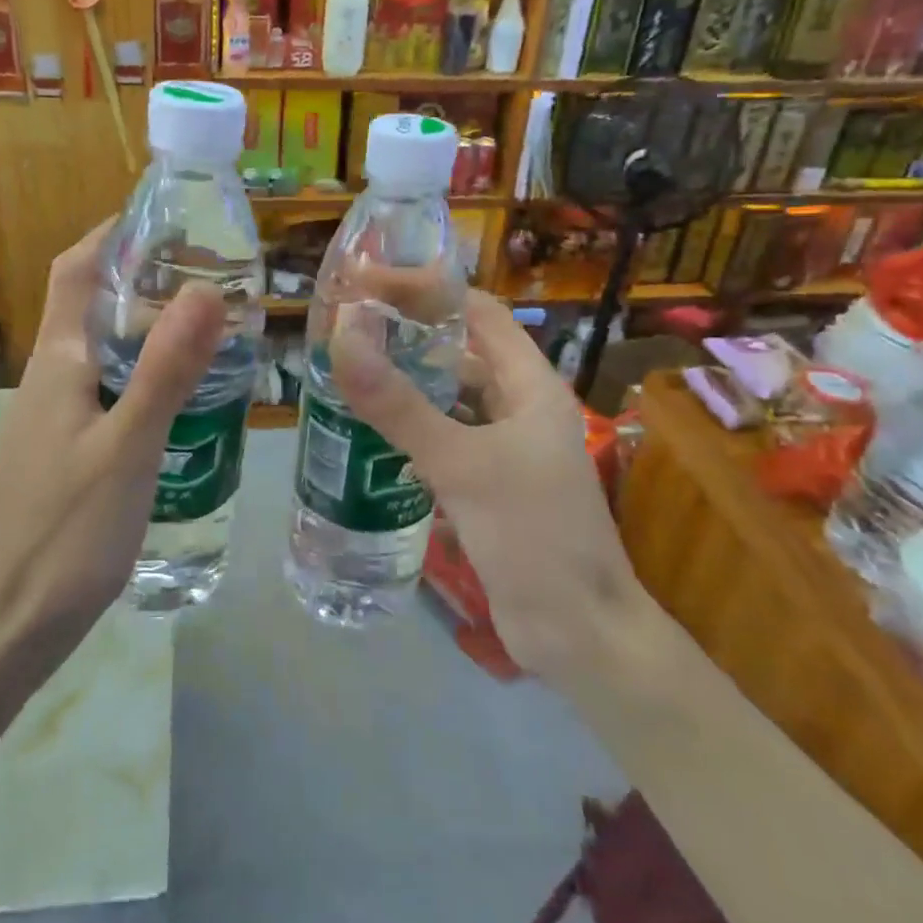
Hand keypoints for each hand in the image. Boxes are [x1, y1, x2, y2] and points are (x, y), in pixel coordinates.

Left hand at [0, 222, 224, 677]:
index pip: (76, 270)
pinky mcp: (69, 449)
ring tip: (212, 326)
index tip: (169, 217)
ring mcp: (57, 416)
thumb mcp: (129, 446)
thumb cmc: (68, 531)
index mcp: (58, 362)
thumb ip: (166, 369)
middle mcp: (51, 378)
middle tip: (213, 273)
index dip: (113, 233)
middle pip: (94, 305)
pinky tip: (187, 395)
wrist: (13, 623)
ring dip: (150, 326)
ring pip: (106, 349)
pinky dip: (148, 371)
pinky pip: (112, 388)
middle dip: (146, 277)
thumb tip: (207, 289)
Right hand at [327, 288, 648, 684]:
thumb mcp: (462, 464)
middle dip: (406, 335)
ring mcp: (504, 449)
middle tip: (345, 327)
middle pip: (459, 352)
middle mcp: (519, 407)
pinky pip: (443, 440)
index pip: (476, 312)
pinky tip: (369, 433)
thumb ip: (399, 405)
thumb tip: (343, 338)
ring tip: (347, 372)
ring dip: (404, 384)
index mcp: (530, 385)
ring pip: (447, 399)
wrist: (580, 638)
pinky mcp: (487, 485)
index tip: (366, 284)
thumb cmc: (533, 537)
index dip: (424, 290)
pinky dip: (409, 430)